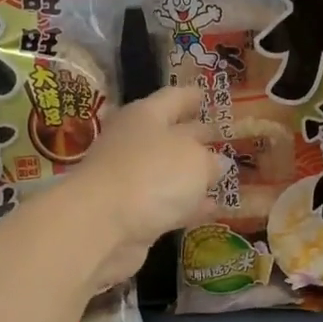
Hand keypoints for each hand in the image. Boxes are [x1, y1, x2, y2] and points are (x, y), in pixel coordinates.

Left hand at [69, 84, 222, 290]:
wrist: (101, 225)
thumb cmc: (152, 175)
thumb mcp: (196, 160)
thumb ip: (211, 160)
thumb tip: (217, 163)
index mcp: (145, 115)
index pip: (173, 98)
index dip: (191, 96)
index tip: (206, 95)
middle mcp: (133, 142)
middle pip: (168, 134)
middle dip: (193, 135)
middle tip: (219, 137)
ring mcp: (129, 179)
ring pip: (167, 171)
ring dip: (191, 174)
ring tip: (221, 175)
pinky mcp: (131, 213)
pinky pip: (166, 203)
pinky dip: (188, 205)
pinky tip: (212, 209)